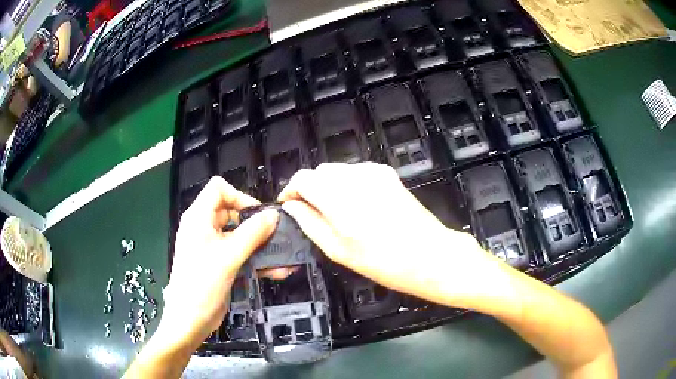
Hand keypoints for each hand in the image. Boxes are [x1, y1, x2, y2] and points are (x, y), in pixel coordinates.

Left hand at [161, 176, 278, 347]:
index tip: (258, 216)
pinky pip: (240, 254)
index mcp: (199, 218)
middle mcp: (204, 228)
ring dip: (260, 245)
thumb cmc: (202, 284)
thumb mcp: (228, 257)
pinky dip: (256, 260)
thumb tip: (273, 215)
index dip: (239, 196)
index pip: (219, 189)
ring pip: (239, 236)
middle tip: (275, 236)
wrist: (191, 320)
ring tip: (283, 256)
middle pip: (232, 211)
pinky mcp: (220, 263)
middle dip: (255, 224)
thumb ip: (252, 234)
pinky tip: (277, 271)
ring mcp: (212, 247)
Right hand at [278, 163, 503, 306]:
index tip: (290, 205)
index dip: (291, 190)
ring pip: (338, 171)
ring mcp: (374, 173)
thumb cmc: (385, 261)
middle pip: (319, 172)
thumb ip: (310, 223)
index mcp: (339, 197)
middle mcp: (355, 177)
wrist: (431, 255)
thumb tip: (292, 207)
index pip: (302, 178)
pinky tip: (357, 207)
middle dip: (309, 189)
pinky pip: (356, 173)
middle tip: (310, 213)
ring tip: (335, 214)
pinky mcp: (387, 175)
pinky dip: (348, 185)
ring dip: (328, 187)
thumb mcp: (339, 250)